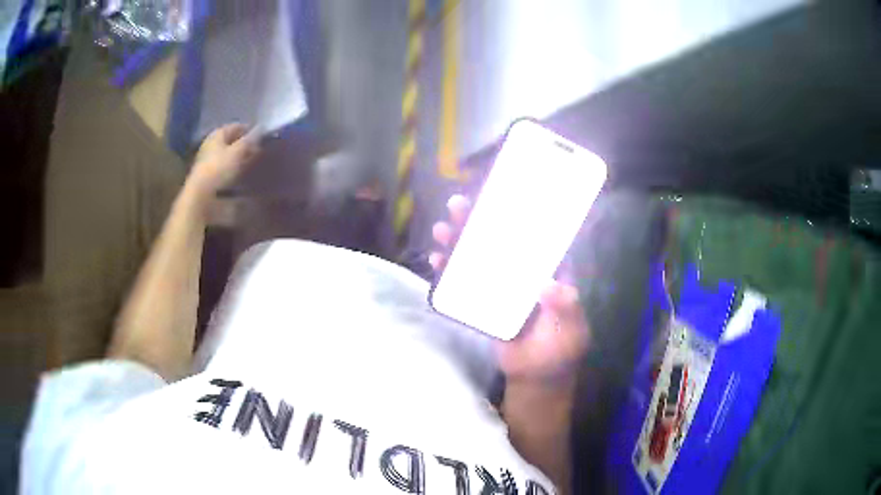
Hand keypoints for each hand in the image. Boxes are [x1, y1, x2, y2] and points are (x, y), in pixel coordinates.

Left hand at [187, 124, 260, 199]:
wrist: (201, 197)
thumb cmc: (219, 169)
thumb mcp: (239, 151)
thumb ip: (251, 140)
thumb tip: (262, 129)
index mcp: (217, 134)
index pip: (237, 126)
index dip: (250, 131)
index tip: (264, 139)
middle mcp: (211, 145)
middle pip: (232, 142)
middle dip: (245, 146)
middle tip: (260, 153)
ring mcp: (208, 162)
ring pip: (229, 157)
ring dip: (240, 160)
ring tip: (254, 166)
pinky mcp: (209, 178)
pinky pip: (225, 171)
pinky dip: (235, 173)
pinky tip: (243, 179)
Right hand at [430, 195, 590, 382]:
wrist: (536, 378)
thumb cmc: (560, 350)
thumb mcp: (571, 329)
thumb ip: (565, 307)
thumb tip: (546, 285)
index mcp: (546, 271)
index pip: (532, 236)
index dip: (516, 215)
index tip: (497, 198)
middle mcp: (522, 272)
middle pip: (498, 241)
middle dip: (477, 222)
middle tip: (457, 206)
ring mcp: (501, 287)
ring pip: (478, 258)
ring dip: (459, 242)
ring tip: (441, 230)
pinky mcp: (483, 303)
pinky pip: (465, 284)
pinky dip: (451, 272)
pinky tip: (437, 261)